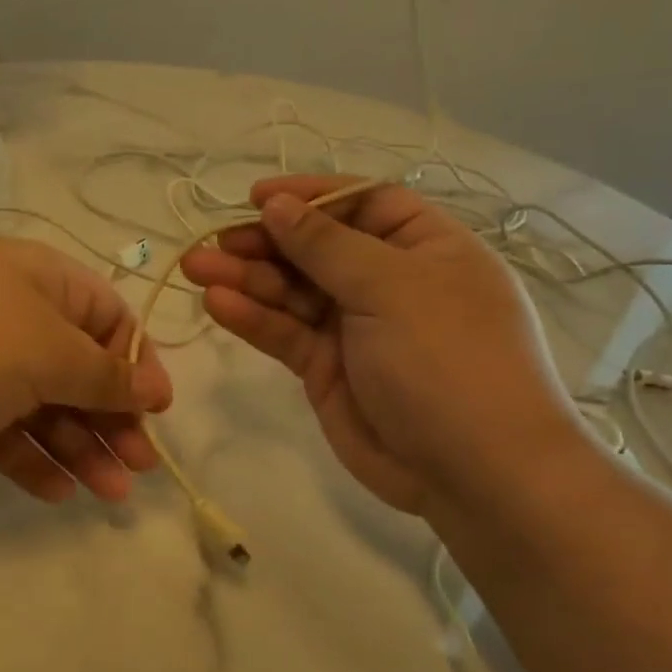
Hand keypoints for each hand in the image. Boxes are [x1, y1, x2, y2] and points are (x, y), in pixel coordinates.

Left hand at [0, 239, 172, 501]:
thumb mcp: (45, 351)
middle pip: (78, 367)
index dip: (136, 363)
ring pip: (43, 405)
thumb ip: (103, 374)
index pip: (108, 317)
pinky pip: (2, 430)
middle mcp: (12, 314)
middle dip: (112, 417)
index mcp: (40, 281)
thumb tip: (152, 386)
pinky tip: (56, 492)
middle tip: (139, 468)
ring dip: (79, 446)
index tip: (156, 412)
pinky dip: (30, 457)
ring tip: (109, 495)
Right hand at [179, 175, 583, 514]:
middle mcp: (388, 281)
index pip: (361, 204)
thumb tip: (276, 204)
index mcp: (424, 247)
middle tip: (215, 243)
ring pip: (291, 291)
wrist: (475, 473)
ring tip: (197, 268)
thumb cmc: (448, 359)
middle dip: (265, 242)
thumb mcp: (391, 288)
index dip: (310, 197)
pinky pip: (285, 333)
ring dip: (245, 278)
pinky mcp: (326, 368)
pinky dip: (252, 318)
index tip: (257, 198)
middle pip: (316, 247)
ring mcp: (355, 327)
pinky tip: (218, 303)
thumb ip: (326, 245)